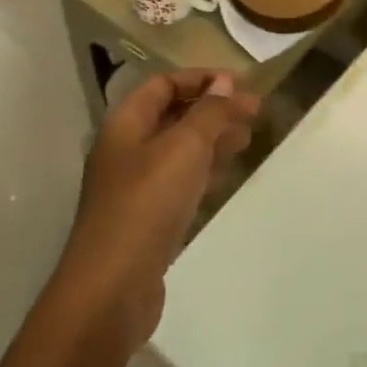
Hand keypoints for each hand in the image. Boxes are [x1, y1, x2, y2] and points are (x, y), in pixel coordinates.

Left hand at [56, 70, 260, 352]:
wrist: (111, 289)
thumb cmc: (147, 204)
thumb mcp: (184, 147)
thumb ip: (209, 112)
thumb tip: (225, 82)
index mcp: (125, 124)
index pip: (163, 84)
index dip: (201, 78)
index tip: (241, 83)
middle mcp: (125, 150)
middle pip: (172, 115)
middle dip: (213, 109)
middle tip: (254, 113)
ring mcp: (134, 187)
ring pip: (178, 150)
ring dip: (212, 139)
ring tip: (247, 139)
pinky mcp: (145, 219)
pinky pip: (178, 182)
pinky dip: (203, 171)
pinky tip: (225, 175)